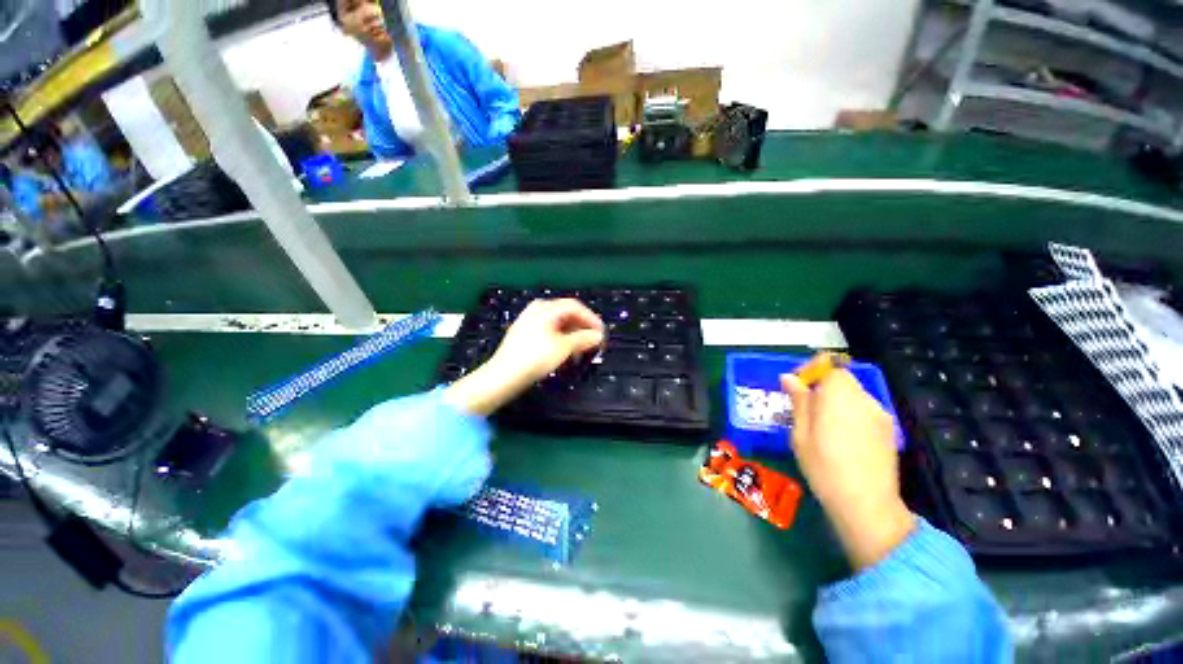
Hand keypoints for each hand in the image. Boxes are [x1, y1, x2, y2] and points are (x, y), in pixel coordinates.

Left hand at [445, 298, 604, 416]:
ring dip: (572, 336)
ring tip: (580, 352)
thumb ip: (583, 339)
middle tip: (593, 342)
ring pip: (558, 324)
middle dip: (582, 328)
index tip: (602, 333)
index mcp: (546, 308)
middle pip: (566, 314)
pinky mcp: (525, 333)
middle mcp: (537, 309)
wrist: (503, 376)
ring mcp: (529, 321)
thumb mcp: (563, 348)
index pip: (575, 306)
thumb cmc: (535, 358)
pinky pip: (548, 331)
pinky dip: (560, 339)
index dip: (591, 319)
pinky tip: (564, 353)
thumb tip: (598, 336)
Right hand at [781, 369, 914, 569]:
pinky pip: (864, 411)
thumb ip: (798, 401)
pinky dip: (850, 414)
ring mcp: (880, 414)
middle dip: (821, 387)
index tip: (796, 386)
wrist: (866, 504)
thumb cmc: (823, 466)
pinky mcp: (888, 430)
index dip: (811, 370)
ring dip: (836, 402)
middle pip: (842, 380)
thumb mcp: (800, 432)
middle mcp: (864, 398)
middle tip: (805, 410)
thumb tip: (789, 378)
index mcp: (839, 395)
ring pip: (853, 396)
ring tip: (822, 427)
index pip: (829, 365)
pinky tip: (842, 439)